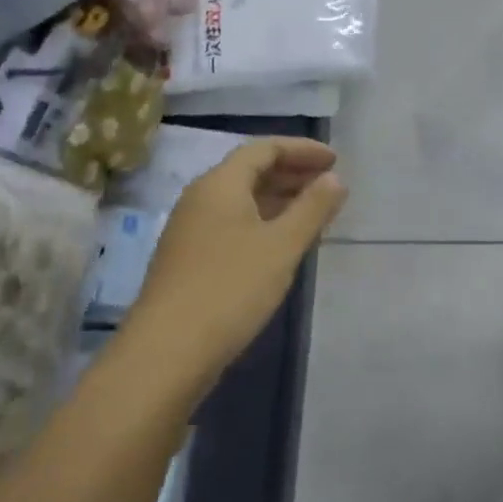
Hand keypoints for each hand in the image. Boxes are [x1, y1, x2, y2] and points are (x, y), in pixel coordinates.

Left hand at [123, 138, 345, 376]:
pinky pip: (233, 223)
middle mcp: (201, 199)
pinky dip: (264, 221)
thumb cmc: (231, 288)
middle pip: (250, 171)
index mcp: (220, 184)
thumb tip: (334, 178)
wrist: (167, 353)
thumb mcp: (283, 245)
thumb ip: (313, 207)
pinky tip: (283, 244)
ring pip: (242, 200)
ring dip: (280, 198)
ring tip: (314, 212)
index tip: (335, 160)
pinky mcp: (190, 259)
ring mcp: (191, 230)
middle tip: (329, 184)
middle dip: (292, 172)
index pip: (264, 148)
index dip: (302, 149)